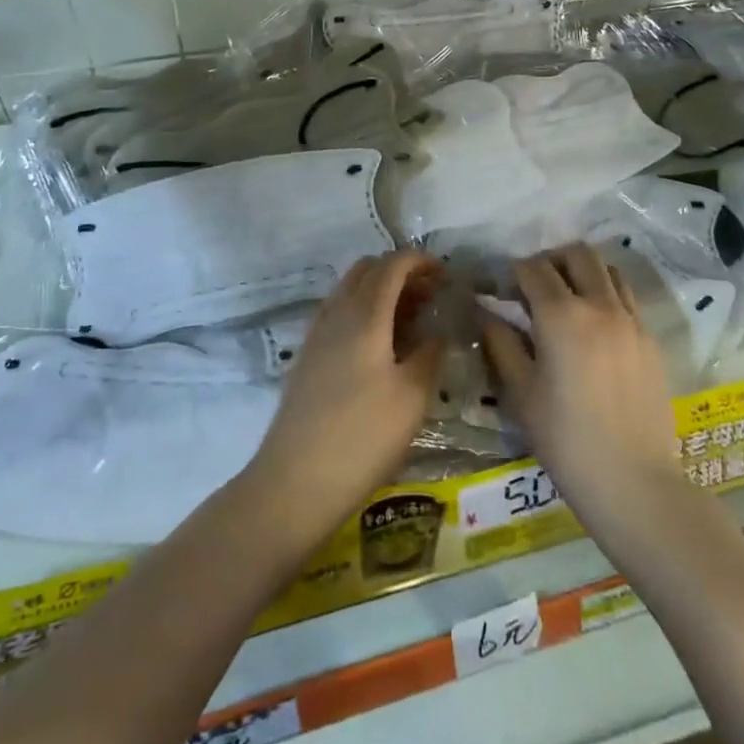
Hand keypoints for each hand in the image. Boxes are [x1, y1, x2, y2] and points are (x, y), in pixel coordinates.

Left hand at [248, 250, 445, 538]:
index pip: (393, 264)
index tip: (448, 277)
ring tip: (412, 322)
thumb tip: (440, 329)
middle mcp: (336, 312)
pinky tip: (381, 346)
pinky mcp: (308, 356)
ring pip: (351, 289)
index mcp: (364, 314)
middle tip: (431, 298)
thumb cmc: (363, 437)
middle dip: (401, 272)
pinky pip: (339, 313)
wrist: (295, 482)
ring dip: (382, 291)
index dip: (422, 261)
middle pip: (368, 269)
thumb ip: (430, 353)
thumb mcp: (412, 397)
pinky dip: (364, 311)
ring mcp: (317, 333)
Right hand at [481, 243, 682, 530]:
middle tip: (535, 287)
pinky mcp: (651, 339)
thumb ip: (502, 344)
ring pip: (607, 268)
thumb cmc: (566, 440)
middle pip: (577, 253)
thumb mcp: (521, 393)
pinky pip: (626, 297)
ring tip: (567, 299)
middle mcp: (600, 305)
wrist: (635, 482)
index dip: (512, 273)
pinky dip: (606, 294)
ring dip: (583, 272)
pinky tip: (594, 326)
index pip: (533, 268)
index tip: (501, 291)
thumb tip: (489, 314)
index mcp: (561, 315)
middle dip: (551, 260)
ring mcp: (631, 319)